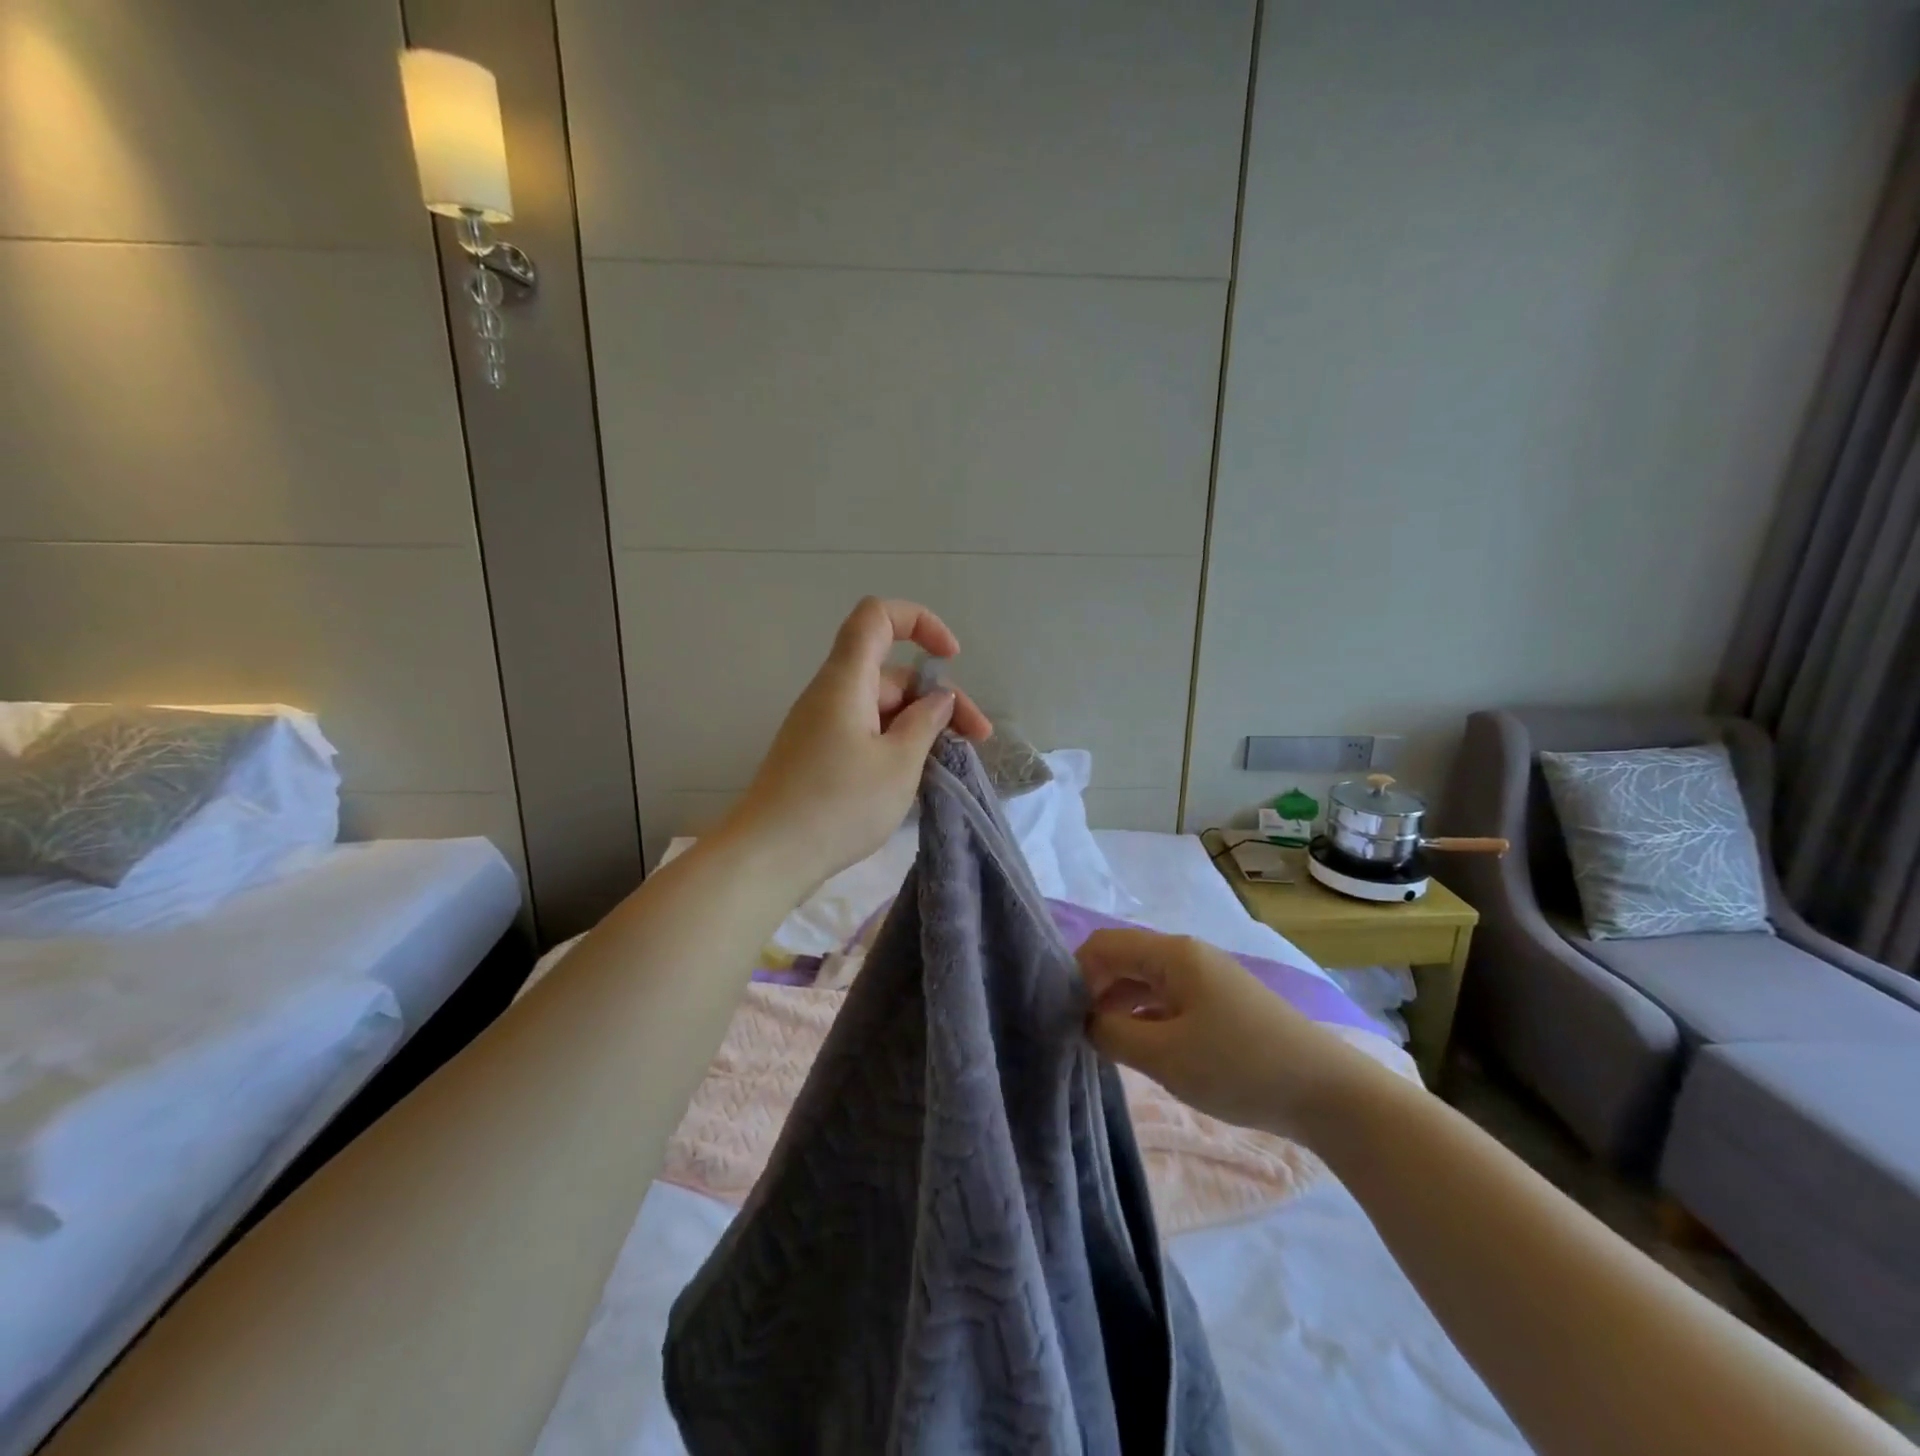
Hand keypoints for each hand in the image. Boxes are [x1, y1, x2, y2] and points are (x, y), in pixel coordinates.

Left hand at [716, 597, 991, 894]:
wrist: (769, 856)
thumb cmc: (839, 804)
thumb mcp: (898, 763)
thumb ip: (925, 723)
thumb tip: (939, 698)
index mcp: (847, 680)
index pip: (878, 616)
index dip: (920, 622)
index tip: (951, 658)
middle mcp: (831, 694)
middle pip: (891, 672)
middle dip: (939, 697)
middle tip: (977, 739)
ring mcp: (822, 726)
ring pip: (882, 708)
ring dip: (921, 726)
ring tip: (954, 762)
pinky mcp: (819, 756)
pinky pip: (866, 732)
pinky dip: (897, 744)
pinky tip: (919, 776)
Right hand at [1077, 928, 1376, 1139]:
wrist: (1326, 1092)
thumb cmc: (1239, 1066)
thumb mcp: (1165, 1056)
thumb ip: (1112, 1034)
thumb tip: (1086, 1021)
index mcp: (1171, 954)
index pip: (1104, 945)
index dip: (1075, 974)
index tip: (1060, 1014)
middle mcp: (1186, 955)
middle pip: (1124, 959)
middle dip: (1095, 990)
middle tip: (1076, 1033)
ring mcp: (1206, 978)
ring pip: (1145, 981)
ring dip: (1119, 1006)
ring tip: (1101, 1044)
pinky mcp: (1220, 1003)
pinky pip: (1167, 998)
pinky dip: (1145, 1016)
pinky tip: (1138, 1046)